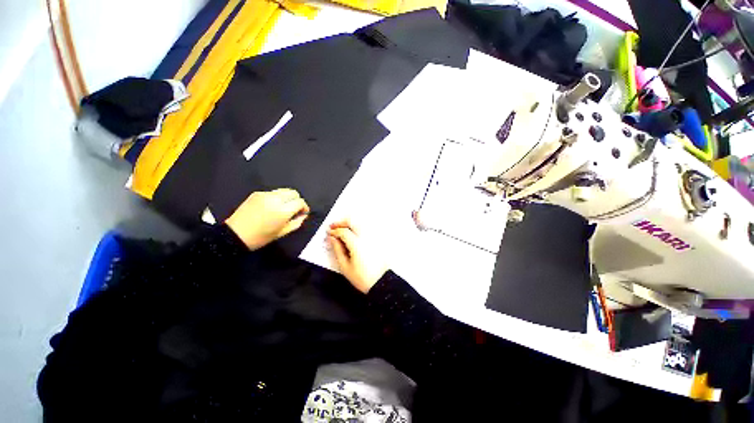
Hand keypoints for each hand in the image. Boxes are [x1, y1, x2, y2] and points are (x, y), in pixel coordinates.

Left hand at [226, 189, 309, 249]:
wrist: (235, 234)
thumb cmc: (260, 237)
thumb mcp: (282, 232)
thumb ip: (297, 222)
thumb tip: (303, 215)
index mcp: (283, 211)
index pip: (300, 202)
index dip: (304, 207)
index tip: (302, 213)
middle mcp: (275, 199)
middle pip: (293, 193)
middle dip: (297, 200)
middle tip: (295, 209)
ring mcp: (265, 195)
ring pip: (284, 191)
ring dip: (288, 198)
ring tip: (284, 207)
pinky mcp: (257, 193)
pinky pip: (273, 193)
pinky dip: (277, 198)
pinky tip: (272, 207)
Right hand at [327, 220, 387, 293]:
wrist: (381, 282)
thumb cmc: (363, 278)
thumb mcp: (345, 266)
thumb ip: (337, 250)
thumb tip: (332, 239)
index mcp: (357, 244)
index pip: (343, 231)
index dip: (334, 231)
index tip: (329, 233)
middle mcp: (366, 237)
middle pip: (352, 221)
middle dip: (341, 222)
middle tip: (334, 226)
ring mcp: (373, 237)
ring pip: (360, 222)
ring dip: (350, 223)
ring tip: (342, 229)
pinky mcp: (377, 240)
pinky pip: (366, 227)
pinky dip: (358, 226)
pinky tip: (353, 233)